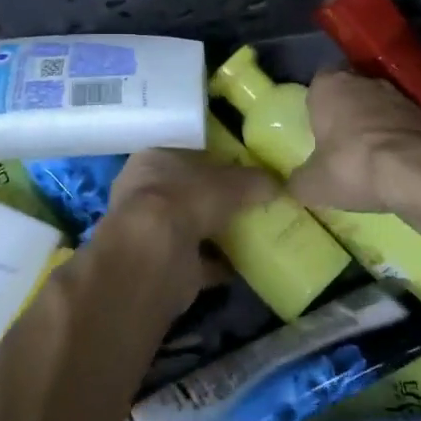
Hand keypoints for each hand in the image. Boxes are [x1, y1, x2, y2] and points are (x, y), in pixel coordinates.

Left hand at [101, 149, 278, 300]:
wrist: (155, 254)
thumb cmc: (186, 198)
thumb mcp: (230, 181)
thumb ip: (253, 181)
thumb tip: (276, 183)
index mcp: (153, 159)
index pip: (188, 155)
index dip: (216, 162)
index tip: (243, 172)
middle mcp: (145, 192)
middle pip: (189, 192)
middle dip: (216, 200)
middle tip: (251, 204)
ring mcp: (149, 231)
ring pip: (190, 226)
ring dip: (216, 233)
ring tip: (252, 235)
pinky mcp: (160, 264)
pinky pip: (195, 261)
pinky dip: (216, 264)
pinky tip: (242, 266)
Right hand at [289, 70, 420, 213]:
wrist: (419, 172)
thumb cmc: (353, 166)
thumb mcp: (312, 184)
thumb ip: (299, 181)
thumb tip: (295, 184)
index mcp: (329, 85)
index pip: (317, 84)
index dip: (317, 107)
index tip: (317, 131)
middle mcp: (363, 81)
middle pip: (350, 93)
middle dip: (346, 114)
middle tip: (341, 146)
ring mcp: (399, 95)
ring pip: (379, 107)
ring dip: (375, 127)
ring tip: (371, 160)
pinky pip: (403, 125)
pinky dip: (399, 140)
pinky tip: (396, 166)